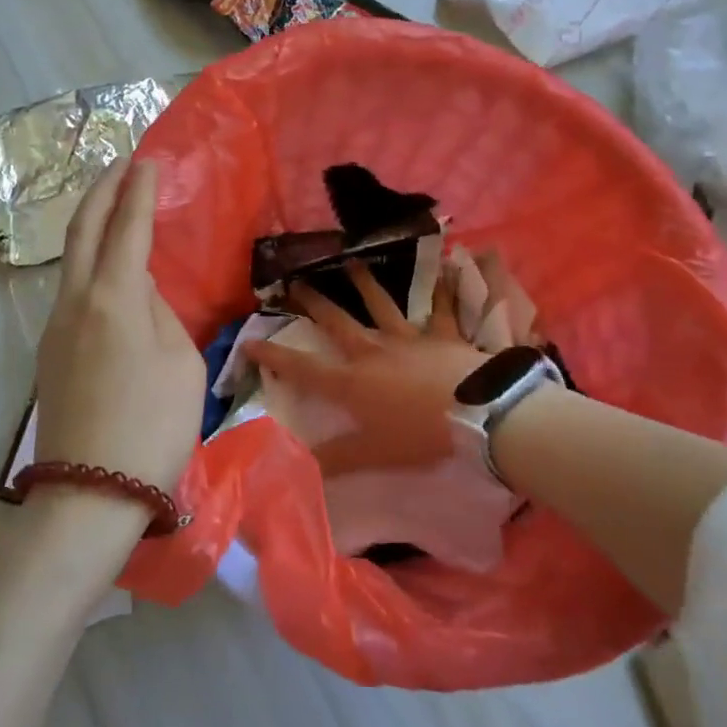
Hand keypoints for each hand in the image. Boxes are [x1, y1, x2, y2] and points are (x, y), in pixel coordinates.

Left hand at [32, 161, 205, 502]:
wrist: (90, 495)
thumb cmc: (152, 429)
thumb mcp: (180, 364)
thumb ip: (161, 315)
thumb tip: (142, 292)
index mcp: (114, 298)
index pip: (127, 227)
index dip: (139, 191)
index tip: (148, 162)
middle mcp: (76, 302)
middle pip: (83, 230)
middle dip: (102, 190)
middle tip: (121, 163)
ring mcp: (55, 327)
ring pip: (72, 260)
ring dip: (92, 224)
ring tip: (114, 208)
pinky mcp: (49, 353)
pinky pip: (73, 292)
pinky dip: (90, 264)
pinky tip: (108, 272)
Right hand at [246, 259, 493, 477]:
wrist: (478, 415)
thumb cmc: (420, 435)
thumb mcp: (374, 454)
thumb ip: (337, 459)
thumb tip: (298, 465)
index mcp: (352, 382)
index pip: (303, 368)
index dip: (273, 355)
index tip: (249, 340)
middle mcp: (373, 352)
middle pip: (337, 322)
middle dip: (313, 303)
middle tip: (294, 282)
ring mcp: (409, 339)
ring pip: (381, 305)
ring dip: (364, 283)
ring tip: (350, 261)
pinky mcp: (442, 335)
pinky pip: (441, 308)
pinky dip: (441, 289)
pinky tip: (444, 268)